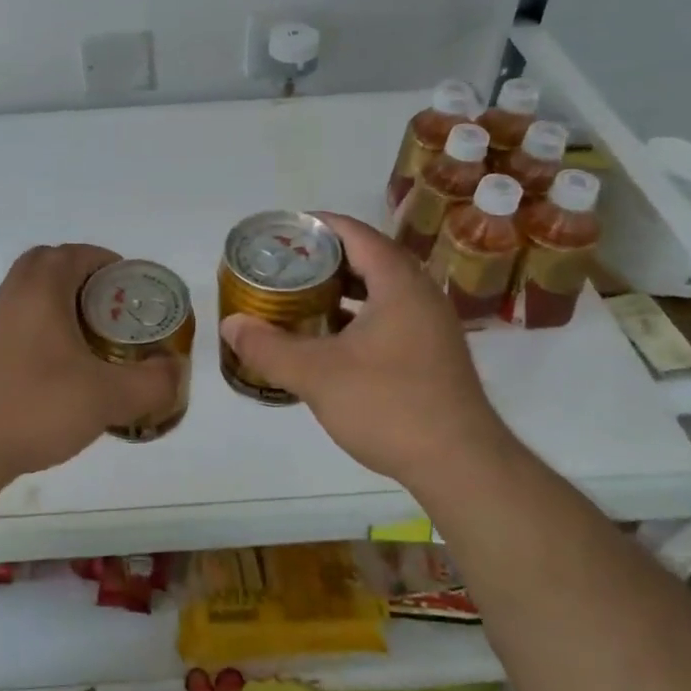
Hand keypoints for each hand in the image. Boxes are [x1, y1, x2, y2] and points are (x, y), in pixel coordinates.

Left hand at [0, 244, 181, 481]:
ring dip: (58, 301)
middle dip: (81, 276)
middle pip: (46, 264)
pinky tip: (58, 365)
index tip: (129, 285)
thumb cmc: (35, 408)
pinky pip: (16, 320)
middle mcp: (10, 296)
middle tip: (109, 306)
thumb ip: (151, 383)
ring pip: (27, 293)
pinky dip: (40, 326)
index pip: (74, 253)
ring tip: (89, 336)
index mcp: (40, 291)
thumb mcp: (107, 398)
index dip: (105, 261)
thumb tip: (175, 370)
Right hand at [218, 213, 515, 490]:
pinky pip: (388, 315)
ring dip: (340, 289)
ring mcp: (430, 324)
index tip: (279, 233)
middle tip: (282, 267)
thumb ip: (269, 347)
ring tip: (299, 297)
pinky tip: (328, 338)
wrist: (461, 465)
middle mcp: (420, 293)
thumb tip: (230, 325)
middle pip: (367, 256)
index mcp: (399, 282)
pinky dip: (356, 316)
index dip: (314, 225)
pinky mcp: (431, 352)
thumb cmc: (389, 406)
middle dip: (322, 258)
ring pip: (379, 289)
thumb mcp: (317, 375)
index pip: (354, 232)